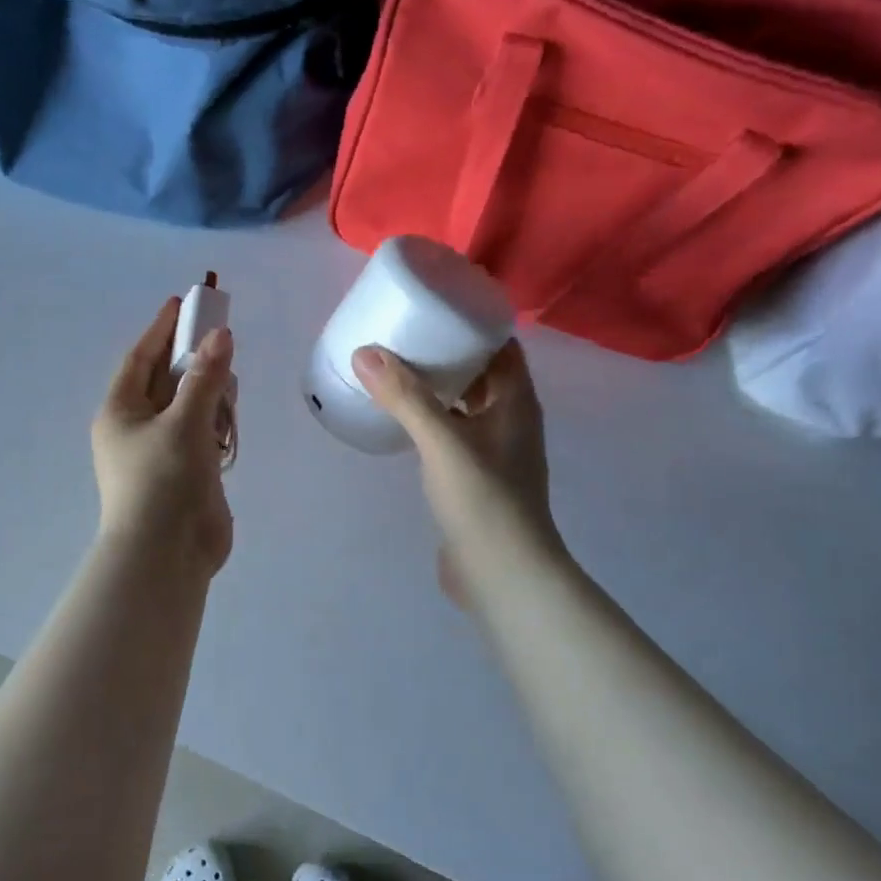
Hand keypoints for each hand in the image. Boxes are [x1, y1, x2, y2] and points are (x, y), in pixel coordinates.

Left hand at [92, 298, 234, 574]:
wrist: (167, 556)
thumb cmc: (164, 482)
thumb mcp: (184, 423)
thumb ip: (206, 378)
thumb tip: (221, 335)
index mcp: (120, 412)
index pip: (140, 359)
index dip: (161, 330)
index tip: (182, 303)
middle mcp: (136, 428)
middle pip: (166, 381)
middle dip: (193, 360)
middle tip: (222, 336)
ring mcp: (161, 453)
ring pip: (187, 408)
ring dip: (208, 394)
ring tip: (229, 383)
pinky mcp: (185, 473)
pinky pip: (201, 435)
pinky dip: (215, 424)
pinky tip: (230, 420)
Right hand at [353, 340, 560, 606]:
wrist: (501, 574)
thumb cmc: (483, 500)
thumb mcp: (442, 442)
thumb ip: (406, 398)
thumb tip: (366, 352)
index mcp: (515, 402)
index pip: (501, 346)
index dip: (473, 324)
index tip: (435, 307)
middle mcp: (509, 420)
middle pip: (481, 373)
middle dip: (447, 352)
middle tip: (403, 335)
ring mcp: (493, 452)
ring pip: (464, 406)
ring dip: (436, 388)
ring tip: (394, 369)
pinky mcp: (474, 478)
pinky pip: (452, 434)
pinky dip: (430, 420)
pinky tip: (400, 421)